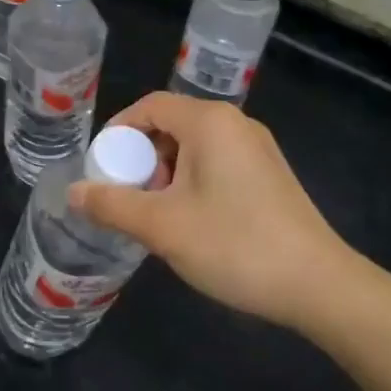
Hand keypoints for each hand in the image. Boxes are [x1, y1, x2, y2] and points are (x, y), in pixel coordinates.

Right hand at [68, 92, 365, 330]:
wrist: (318, 284)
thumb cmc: (234, 245)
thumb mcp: (162, 226)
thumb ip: (112, 204)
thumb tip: (73, 192)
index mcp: (210, 122)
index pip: (150, 106)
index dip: (118, 132)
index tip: (101, 168)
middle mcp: (236, 124)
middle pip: (171, 125)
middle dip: (141, 159)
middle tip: (127, 198)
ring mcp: (257, 150)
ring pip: (194, 148)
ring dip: (166, 175)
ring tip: (156, 217)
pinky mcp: (269, 175)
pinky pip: (217, 165)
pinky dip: (192, 184)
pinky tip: (190, 223)